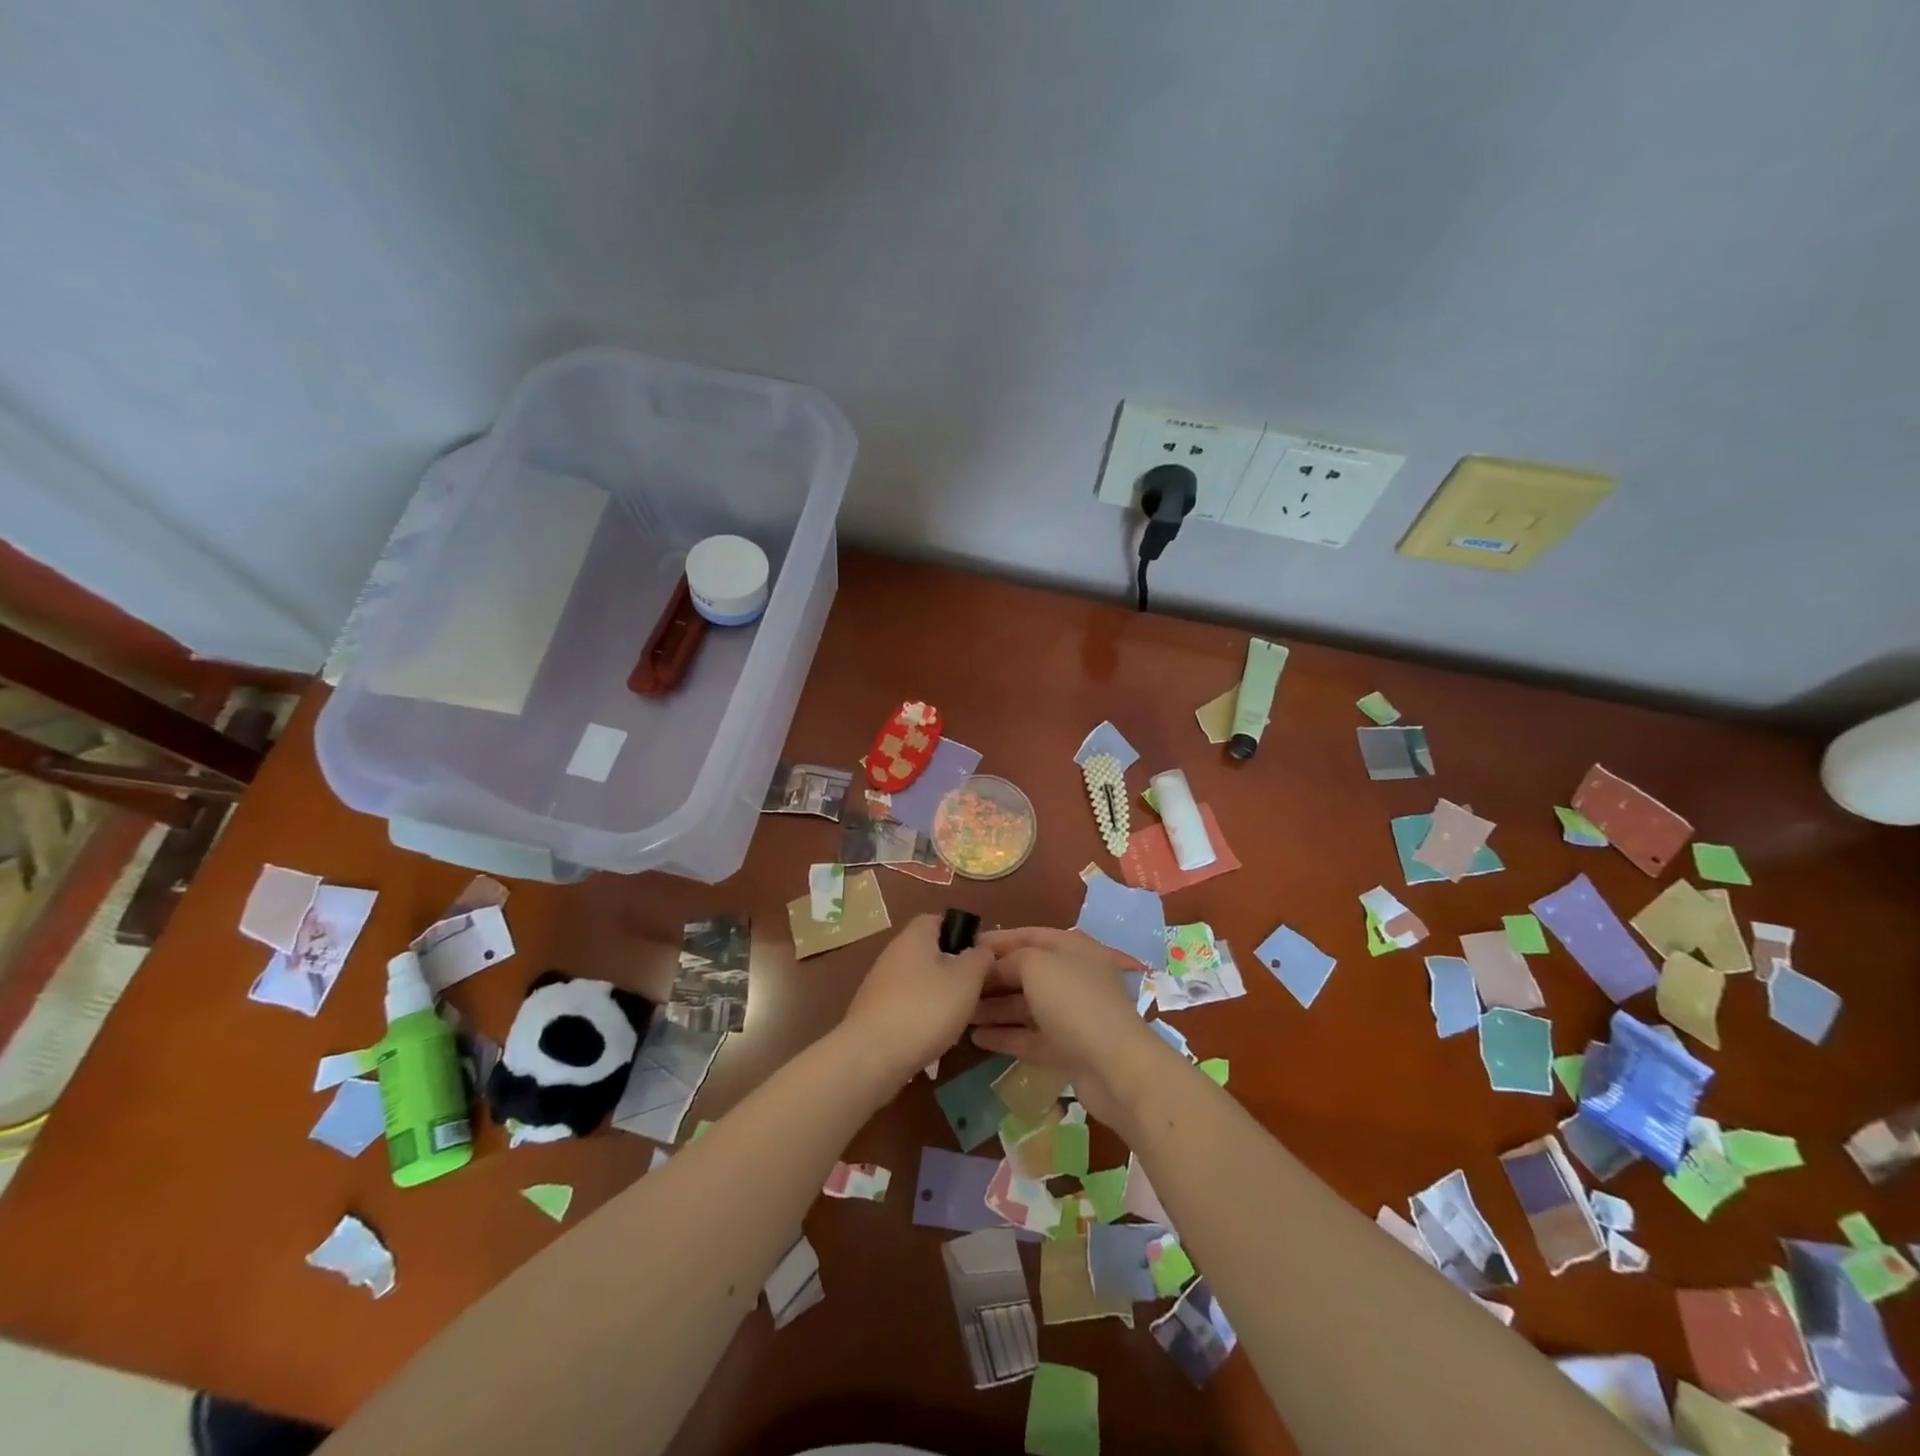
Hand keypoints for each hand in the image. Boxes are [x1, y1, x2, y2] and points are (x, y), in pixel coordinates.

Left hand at [839, 914, 993, 1089]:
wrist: (871, 1056)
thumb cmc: (925, 1008)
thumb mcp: (966, 979)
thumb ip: (979, 958)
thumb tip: (982, 949)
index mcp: (914, 937)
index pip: (938, 920)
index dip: (961, 933)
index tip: (979, 956)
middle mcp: (893, 954)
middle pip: (929, 952)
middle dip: (952, 969)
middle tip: (973, 990)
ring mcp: (880, 984)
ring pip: (919, 981)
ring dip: (938, 996)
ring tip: (958, 1018)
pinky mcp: (874, 1013)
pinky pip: (906, 1005)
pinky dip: (921, 1016)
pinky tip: (933, 1036)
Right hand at [968, 926, 1162, 1127]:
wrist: (1115, 1067)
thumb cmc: (1074, 1002)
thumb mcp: (1037, 965)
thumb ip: (1011, 959)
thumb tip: (994, 967)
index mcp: (1073, 949)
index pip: (1030, 936)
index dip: (997, 940)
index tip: (965, 947)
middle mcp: (1074, 978)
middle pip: (1026, 972)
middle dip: (992, 978)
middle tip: (957, 984)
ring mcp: (1072, 1016)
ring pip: (1026, 1007)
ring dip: (994, 1009)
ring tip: (961, 1013)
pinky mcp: (1068, 1049)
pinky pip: (1031, 1037)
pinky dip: (1006, 1036)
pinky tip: (977, 1038)